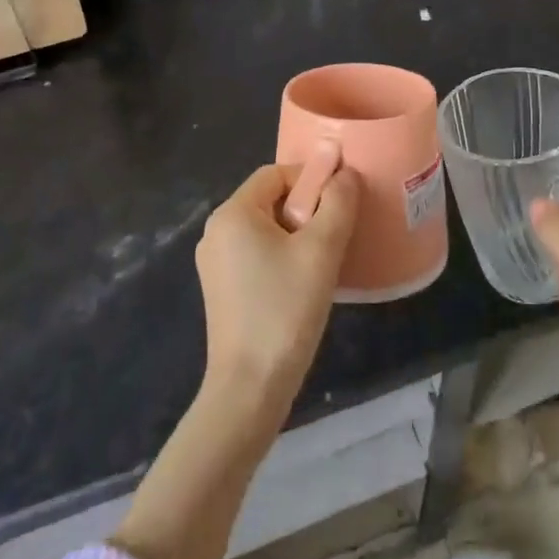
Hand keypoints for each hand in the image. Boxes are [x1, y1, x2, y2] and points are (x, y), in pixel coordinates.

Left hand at [195, 157, 358, 415]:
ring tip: (323, 262)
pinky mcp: (221, 289)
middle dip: (306, 209)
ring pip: (265, 229)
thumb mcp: (321, 250)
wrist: (250, 386)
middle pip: (270, 199)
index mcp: (232, 213)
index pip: (277, 173)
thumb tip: (344, 171)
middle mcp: (216, 231)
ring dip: (297, 235)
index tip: (339, 204)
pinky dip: (281, 256)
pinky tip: (302, 283)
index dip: (312, 179)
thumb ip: (337, 203)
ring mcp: (214, 262)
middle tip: (335, 236)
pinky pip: (255, 254)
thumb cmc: (285, 309)